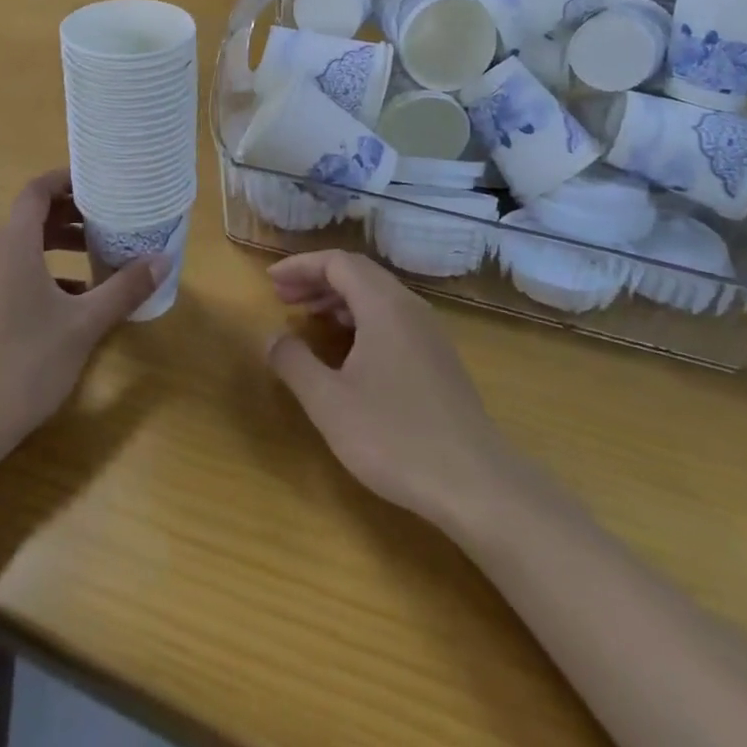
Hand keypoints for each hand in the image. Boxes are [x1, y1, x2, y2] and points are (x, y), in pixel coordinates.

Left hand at [0, 170, 162, 479]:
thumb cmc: (24, 364)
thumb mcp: (84, 325)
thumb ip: (124, 289)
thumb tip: (164, 259)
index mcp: (12, 246)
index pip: (36, 191)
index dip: (66, 179)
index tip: (99, 182)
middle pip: (31, 218)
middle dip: (70, 216)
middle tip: (109, 221)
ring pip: (21, 249)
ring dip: (58, 248)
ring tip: (97, 261)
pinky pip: (11, 275)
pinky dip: (42, 275)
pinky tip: (71, 304)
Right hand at [267, 250, 515, 531]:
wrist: (475, 484)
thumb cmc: (394, 437)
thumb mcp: (330, 403)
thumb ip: (295, 363)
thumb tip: (272, 337)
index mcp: (383, 305)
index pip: (337, 262)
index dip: (301, 266)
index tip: (270, 281)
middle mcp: (409, 307)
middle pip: (358, 273)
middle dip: (317, 279)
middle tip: (282, 297)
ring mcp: (429, 332)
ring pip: (377, 296)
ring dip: (339, 299)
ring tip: (308, 318)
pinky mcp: (438, 358)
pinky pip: (392, 318)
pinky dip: (361, 318)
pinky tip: (347, 349)